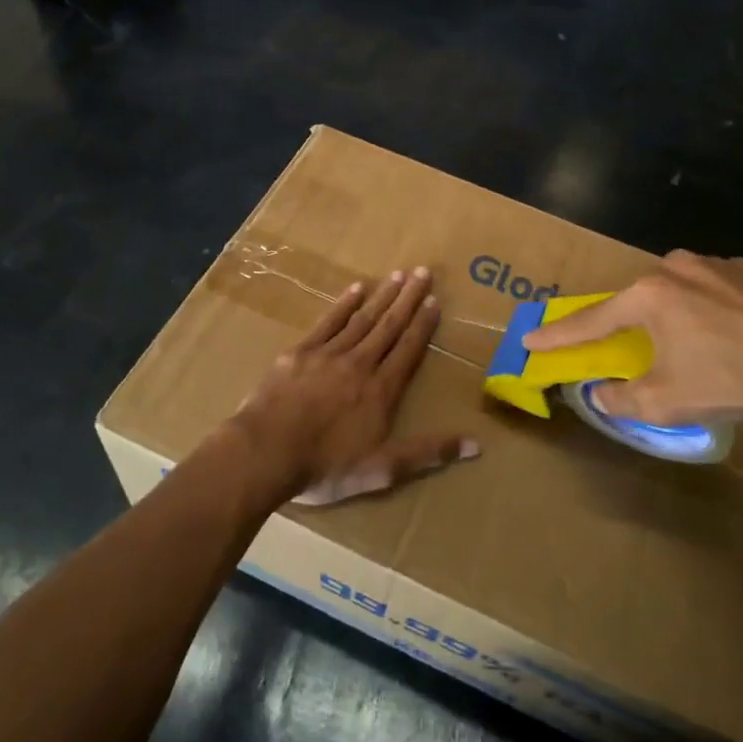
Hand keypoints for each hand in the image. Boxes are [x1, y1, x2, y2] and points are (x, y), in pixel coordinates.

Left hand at [222, 267, 477, 506]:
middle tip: (422, 272)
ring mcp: (328, 354)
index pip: (408, 350)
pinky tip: (356, 289)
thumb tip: (476, 444)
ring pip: (362, 319)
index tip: (434, 301)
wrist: (266, 452)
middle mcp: (360, 364)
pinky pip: (327, 322)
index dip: (423, 325)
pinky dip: (343, 304)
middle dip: (407, 299)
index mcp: (381, 390)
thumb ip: (428, 453)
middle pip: (389, 326)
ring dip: (382, 296)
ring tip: (397, 274)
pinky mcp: (300, 352)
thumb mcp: (383, 470)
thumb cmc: (326, 466)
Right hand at [521, 251, 742, 435]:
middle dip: (628, 325)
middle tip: (625, 346)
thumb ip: (622, 398)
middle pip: (638, 300)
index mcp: (648, 295)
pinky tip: (729, 335)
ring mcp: (717, 265)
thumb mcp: (666, 401)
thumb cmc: (729, 379)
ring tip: (691, 347)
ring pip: (678, 291)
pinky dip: (709, 310)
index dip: (559, 335)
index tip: (530, 339)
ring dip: (673, 316)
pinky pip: (715, 290)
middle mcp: (675, 268)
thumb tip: (600, 393)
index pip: (592, 320)